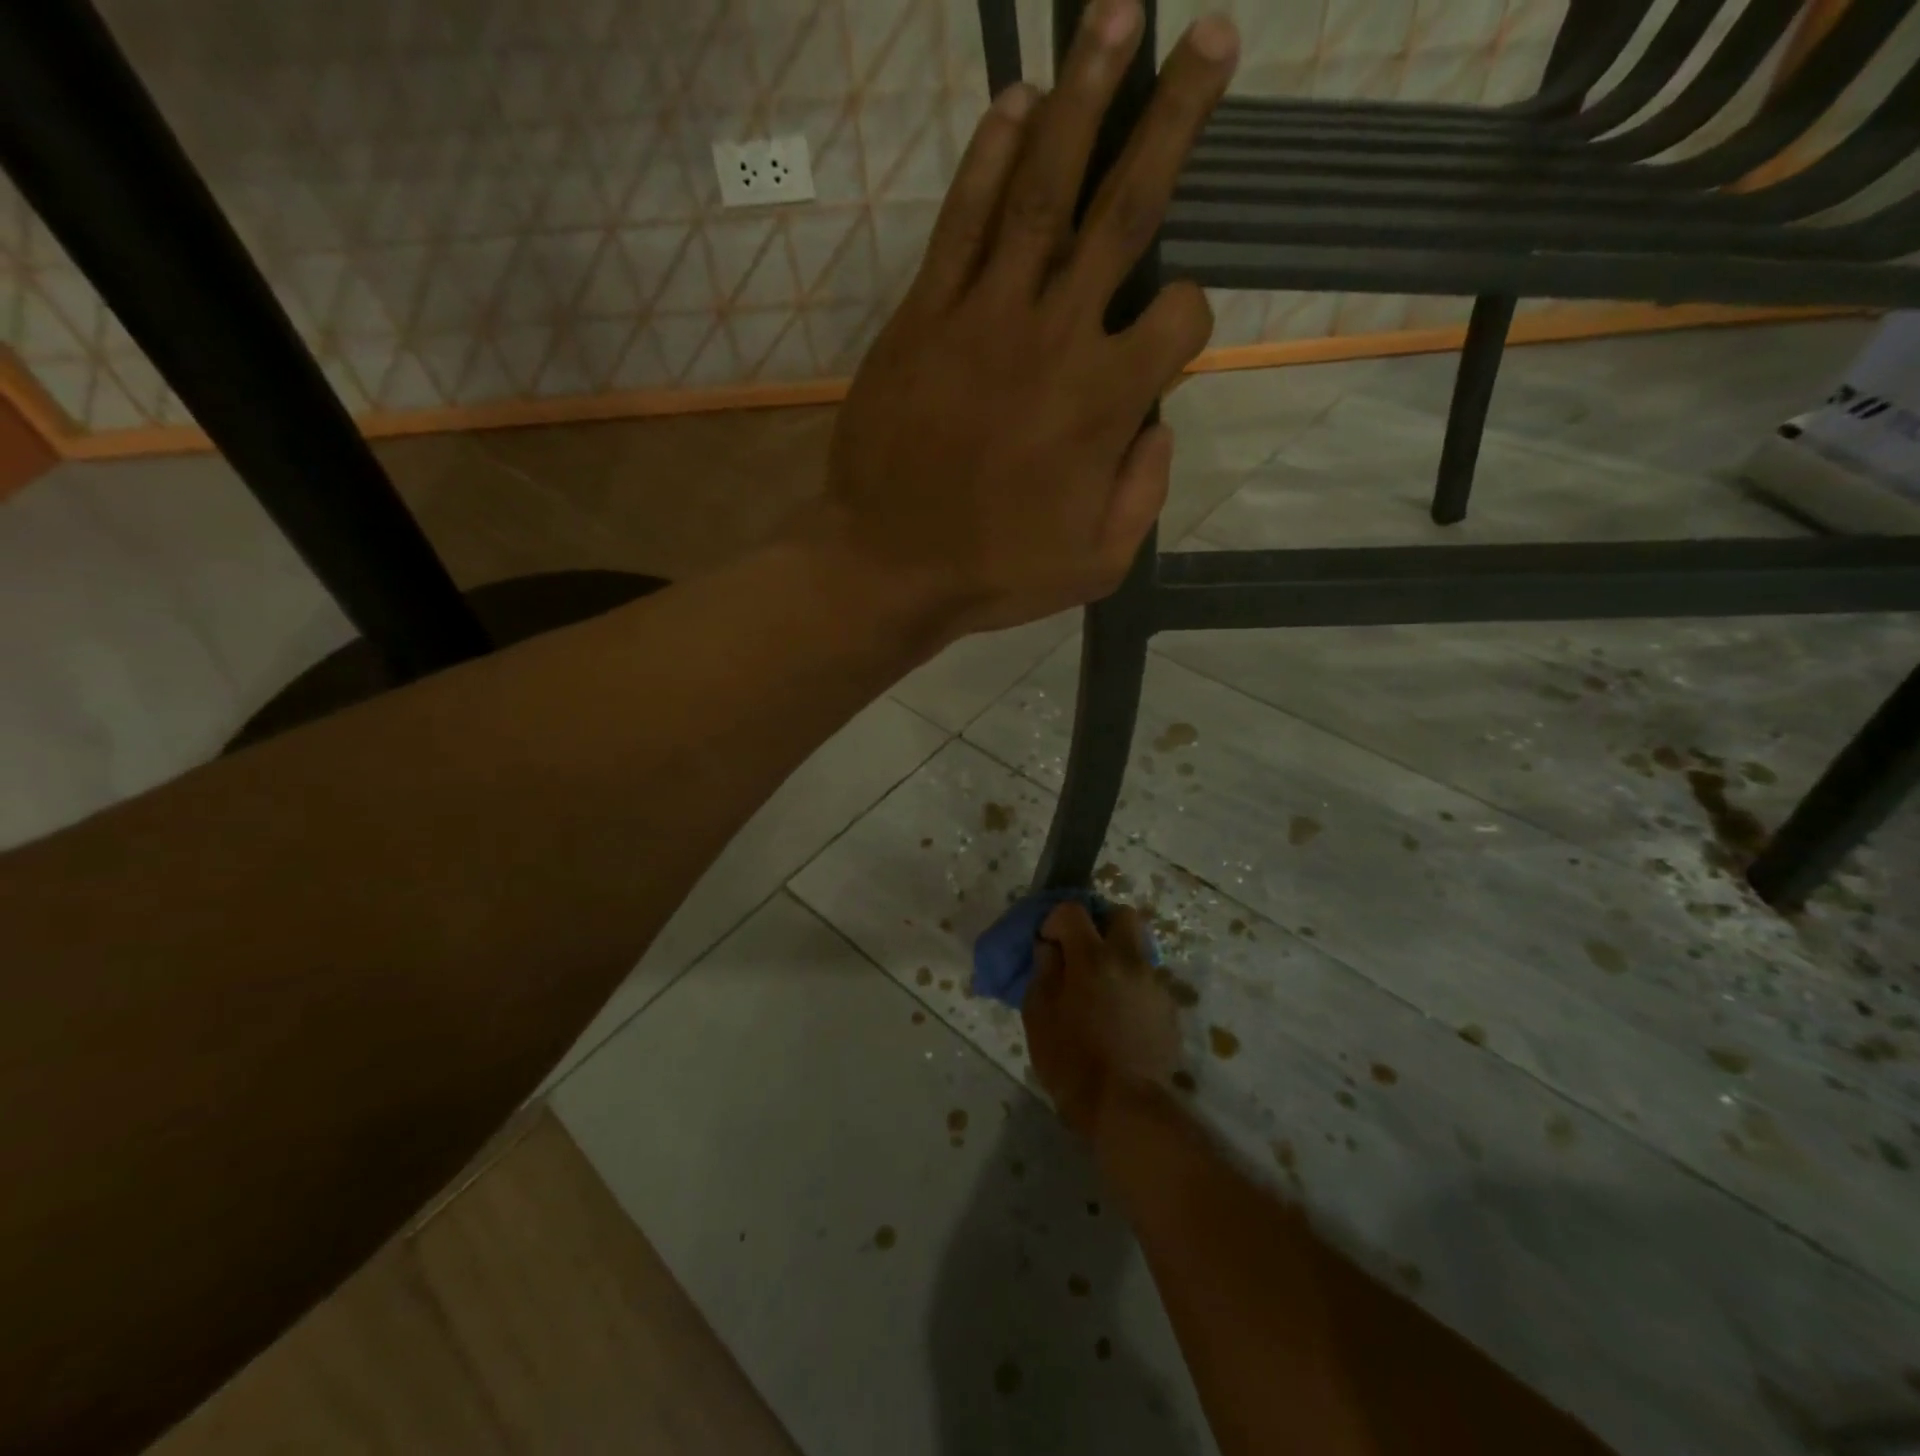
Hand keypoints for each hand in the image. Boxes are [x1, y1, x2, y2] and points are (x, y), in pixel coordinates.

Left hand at [819, 1, 1238, 636]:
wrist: (889, 566)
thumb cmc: (996, 573)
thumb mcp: (1098, 562)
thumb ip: (1146, 490)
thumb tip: (1162, 422)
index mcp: (1107, 403)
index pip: (1181, 317)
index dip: (1190, 318)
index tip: (1169, 338)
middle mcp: (1057, 338)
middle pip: (1128, 210)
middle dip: (1176, 119)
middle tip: (1212, 35)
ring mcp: (985, 317)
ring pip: (1045, 189)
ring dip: (1085, 96)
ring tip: (1115, 15)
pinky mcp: (924, 316)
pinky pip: (962, 222)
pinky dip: (989, 158)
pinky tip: (1016, 103)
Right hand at [1023, 901, 1182, 1138]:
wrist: (1126, 1108)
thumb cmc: (1071, 1061)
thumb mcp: (1039, 1015)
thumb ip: (1044, 972)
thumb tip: (1049, 948)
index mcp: (1092, 957)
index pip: (1073, 911)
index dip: (1056, 920)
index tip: (1048, 943)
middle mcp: (1129, 960)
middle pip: (1122, 915)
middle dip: (1101, 924)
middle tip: (1083, 951)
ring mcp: (1154, 983)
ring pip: (1139, 948)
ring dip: (1119, 956)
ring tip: (1102, 989)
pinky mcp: (1169, 1008)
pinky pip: (1148, 980)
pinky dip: (1132, 985)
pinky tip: (1120, 1016)